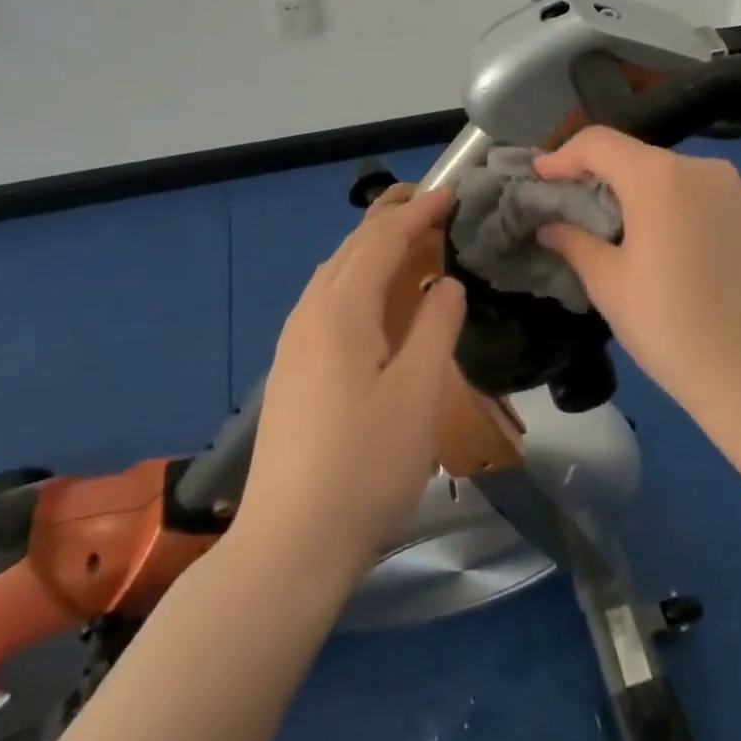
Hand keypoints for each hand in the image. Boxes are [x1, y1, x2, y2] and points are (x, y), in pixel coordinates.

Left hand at [235, 189, 465, 589]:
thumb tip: (445, 283)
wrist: (288, 546)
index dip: (419, 213)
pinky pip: (326, 301)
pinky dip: (357, 279)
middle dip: (391, 219)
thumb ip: (436, 327)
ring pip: (334, 274)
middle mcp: (309, 314)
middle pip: (352, 248)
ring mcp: (292, 344)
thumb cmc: (365, 466)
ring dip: (371, 249)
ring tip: (408, 242)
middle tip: (431, 204)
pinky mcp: (290, 371)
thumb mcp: (418, 394)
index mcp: (340, 310)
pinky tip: (374, 301)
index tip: (451, 194)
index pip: (382, 240)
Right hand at [534, 128, 740, 408]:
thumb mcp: (610, 285)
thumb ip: (575, 243)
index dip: (563, 155)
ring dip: (637, 190)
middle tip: (572, 204)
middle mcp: (700, 167)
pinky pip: (701, 193)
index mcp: (658, 177)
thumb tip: (551, 227)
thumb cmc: (671, 326)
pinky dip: (673, 204)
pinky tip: (664, 241)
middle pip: (635, 155)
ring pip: (670, 174)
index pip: (599, 143)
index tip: (541, 177)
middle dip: (599, 174)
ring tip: (618, 227)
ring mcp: (735, 187)